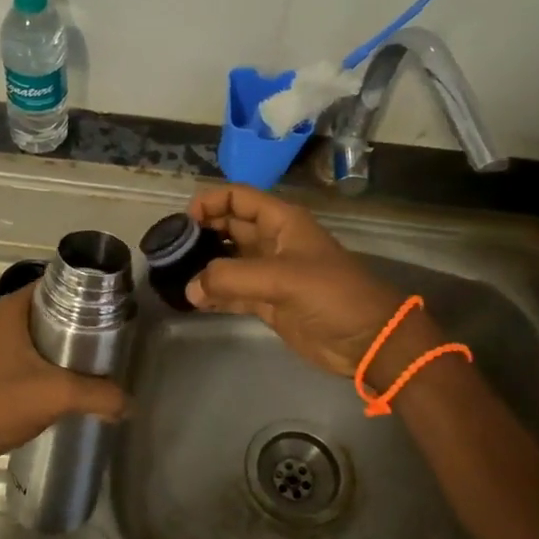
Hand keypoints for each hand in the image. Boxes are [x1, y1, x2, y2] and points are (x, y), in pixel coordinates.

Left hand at [0, 284, 127, 475]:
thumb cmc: (2, 404)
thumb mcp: (59, 396)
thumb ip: (100, 395)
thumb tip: (130, 404)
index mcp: (5, 311)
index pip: (48, 286)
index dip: (77, 295)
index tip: (101, 311)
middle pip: (36, 309)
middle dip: (65, 321)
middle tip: (94, 338)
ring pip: (20, 332)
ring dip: (44, 342)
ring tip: (75, 360)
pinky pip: (6, 350)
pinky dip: (27, 358)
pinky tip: (44, 379)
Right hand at [185, 184, 441, 383]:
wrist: (368, 340)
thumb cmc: (332, 295)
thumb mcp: (282, 278)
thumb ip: (232, 278)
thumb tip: (190, 287)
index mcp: (281, 221)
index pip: (238, 197)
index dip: (210, 202)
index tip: (183, 221)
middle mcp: (272, 241)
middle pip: (228, 226)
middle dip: (201, 233)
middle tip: (170, 249)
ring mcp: (269, 273)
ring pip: (227, 259)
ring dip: (203, 265)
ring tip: (173, 274)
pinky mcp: (267, 302)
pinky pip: (232, 291)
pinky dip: (213, 294)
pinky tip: (192, 300)